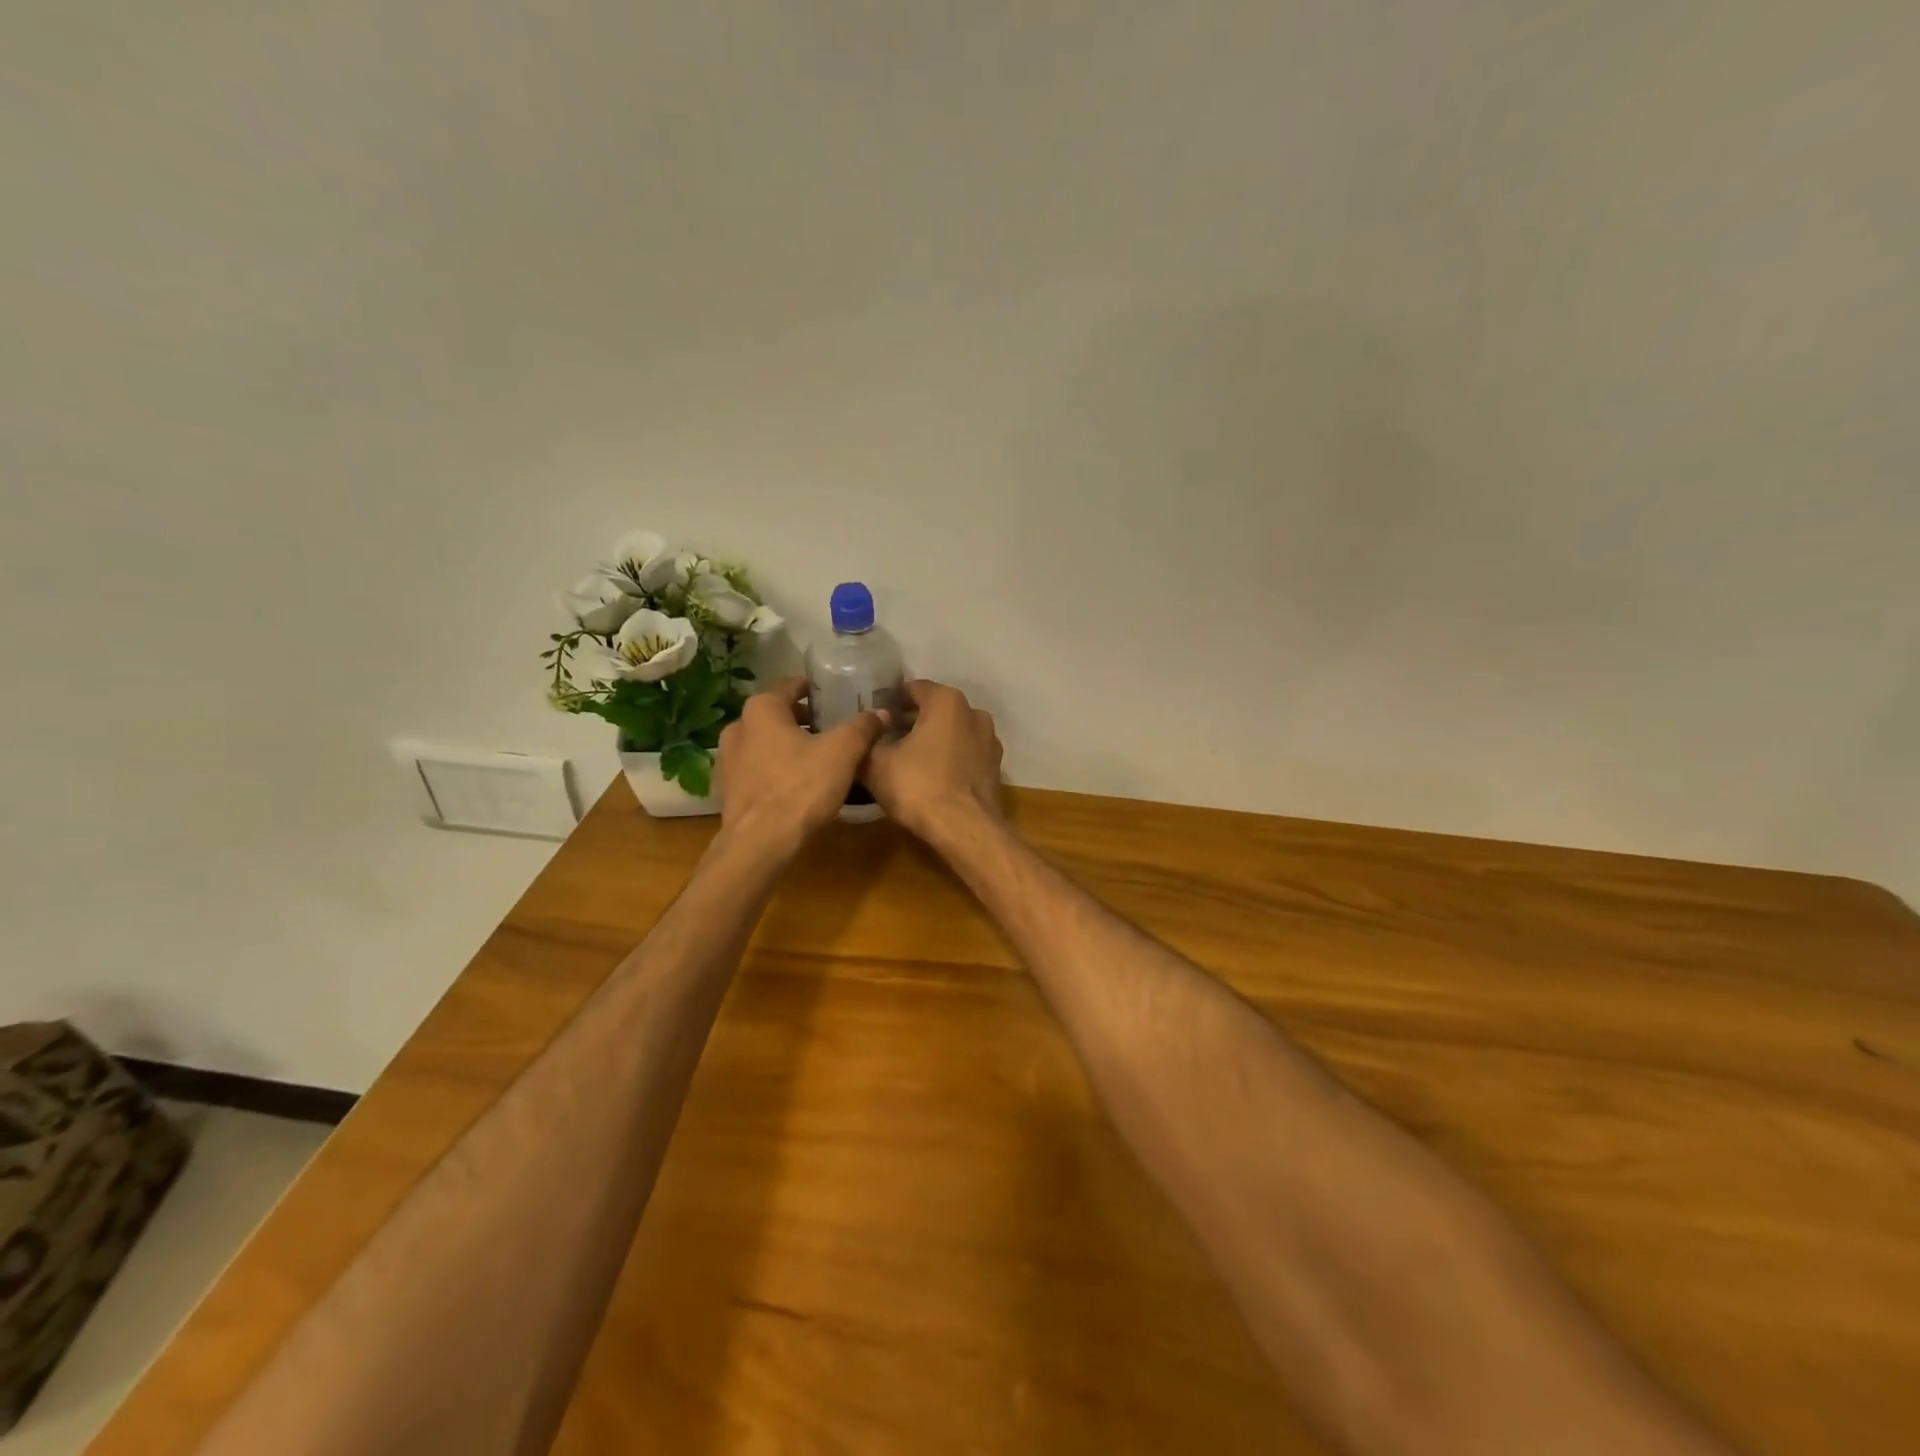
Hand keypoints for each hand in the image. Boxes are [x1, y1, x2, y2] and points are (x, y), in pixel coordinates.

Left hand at [715, 678, 886, 855]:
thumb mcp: (843, 753)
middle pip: (776, 715)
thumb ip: (862, 727)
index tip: (834, 697)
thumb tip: (882, 712)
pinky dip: (773, 770)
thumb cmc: (801, 787)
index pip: (790, 686)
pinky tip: (793, 784)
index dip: (814, 690)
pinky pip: (755, 770)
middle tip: (830, 729)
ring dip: (786, 746)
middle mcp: (737, 727)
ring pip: (763, 743)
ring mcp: (726, 760)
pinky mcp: (726, 789)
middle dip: (802, 720)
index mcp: (762, 709)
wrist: (760, 843)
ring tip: (815, 758)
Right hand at [860, 680, 1003, 840]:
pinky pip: (965, 754)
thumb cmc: (918, 786)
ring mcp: (989, 741)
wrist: (965, 829)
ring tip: (906, 760)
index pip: (913, 688)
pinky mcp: (995, 768)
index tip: (873, 718)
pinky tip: (931, 777)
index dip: (890, 701)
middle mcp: (974, 713)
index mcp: (947, 701)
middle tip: (885, 740)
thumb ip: (866, 742)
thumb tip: (862, 736)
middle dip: (911, 721)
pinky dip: (948, 759)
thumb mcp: (876, 764)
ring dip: (931, 741)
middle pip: (935, 710)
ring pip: (952, 732)